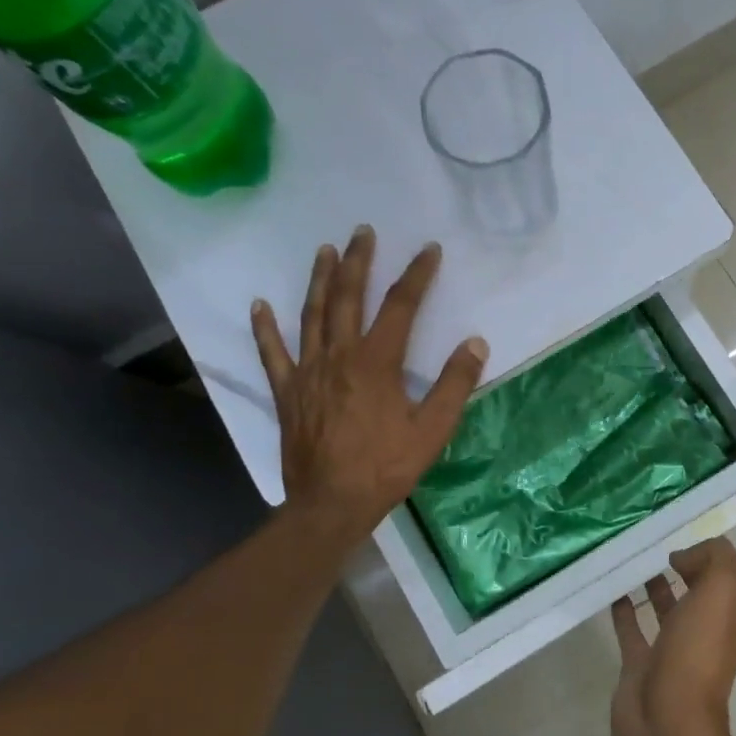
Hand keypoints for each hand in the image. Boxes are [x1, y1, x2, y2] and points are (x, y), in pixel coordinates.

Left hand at [251, 225, 487, 549]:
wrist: (331, 504)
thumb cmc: (386, 467)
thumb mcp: (433, 430)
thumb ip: (455, 384)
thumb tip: (475, 343)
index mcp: (377, 362)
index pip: (401, 306)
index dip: (417, 275)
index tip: (429, 250)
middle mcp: (339, 356)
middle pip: (349, 298)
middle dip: (359, 262)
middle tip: (363, 232)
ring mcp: (308, 372)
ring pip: (312, 315)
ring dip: (320, 280)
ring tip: (325, 251)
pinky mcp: (287, 392)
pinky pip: (272, 354)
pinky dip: (265, 328)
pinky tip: (259, 305)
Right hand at [609, 538, 735, 735]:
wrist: (666, 720)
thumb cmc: (697, 652)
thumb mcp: (721, 591)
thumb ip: (713, 560)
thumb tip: (684, 556)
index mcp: (729, 612)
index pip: (726, 572)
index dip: (710, 551)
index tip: (681, 530)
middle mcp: (705, 629)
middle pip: (696, 589)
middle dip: (681, 564)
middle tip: (651, 537)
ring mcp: (672, 649)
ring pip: (665, 607)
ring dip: (653, 584)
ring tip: (632, 556)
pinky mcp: (640, 665)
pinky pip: (632, 629)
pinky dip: (623, 610)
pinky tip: (611, 589)